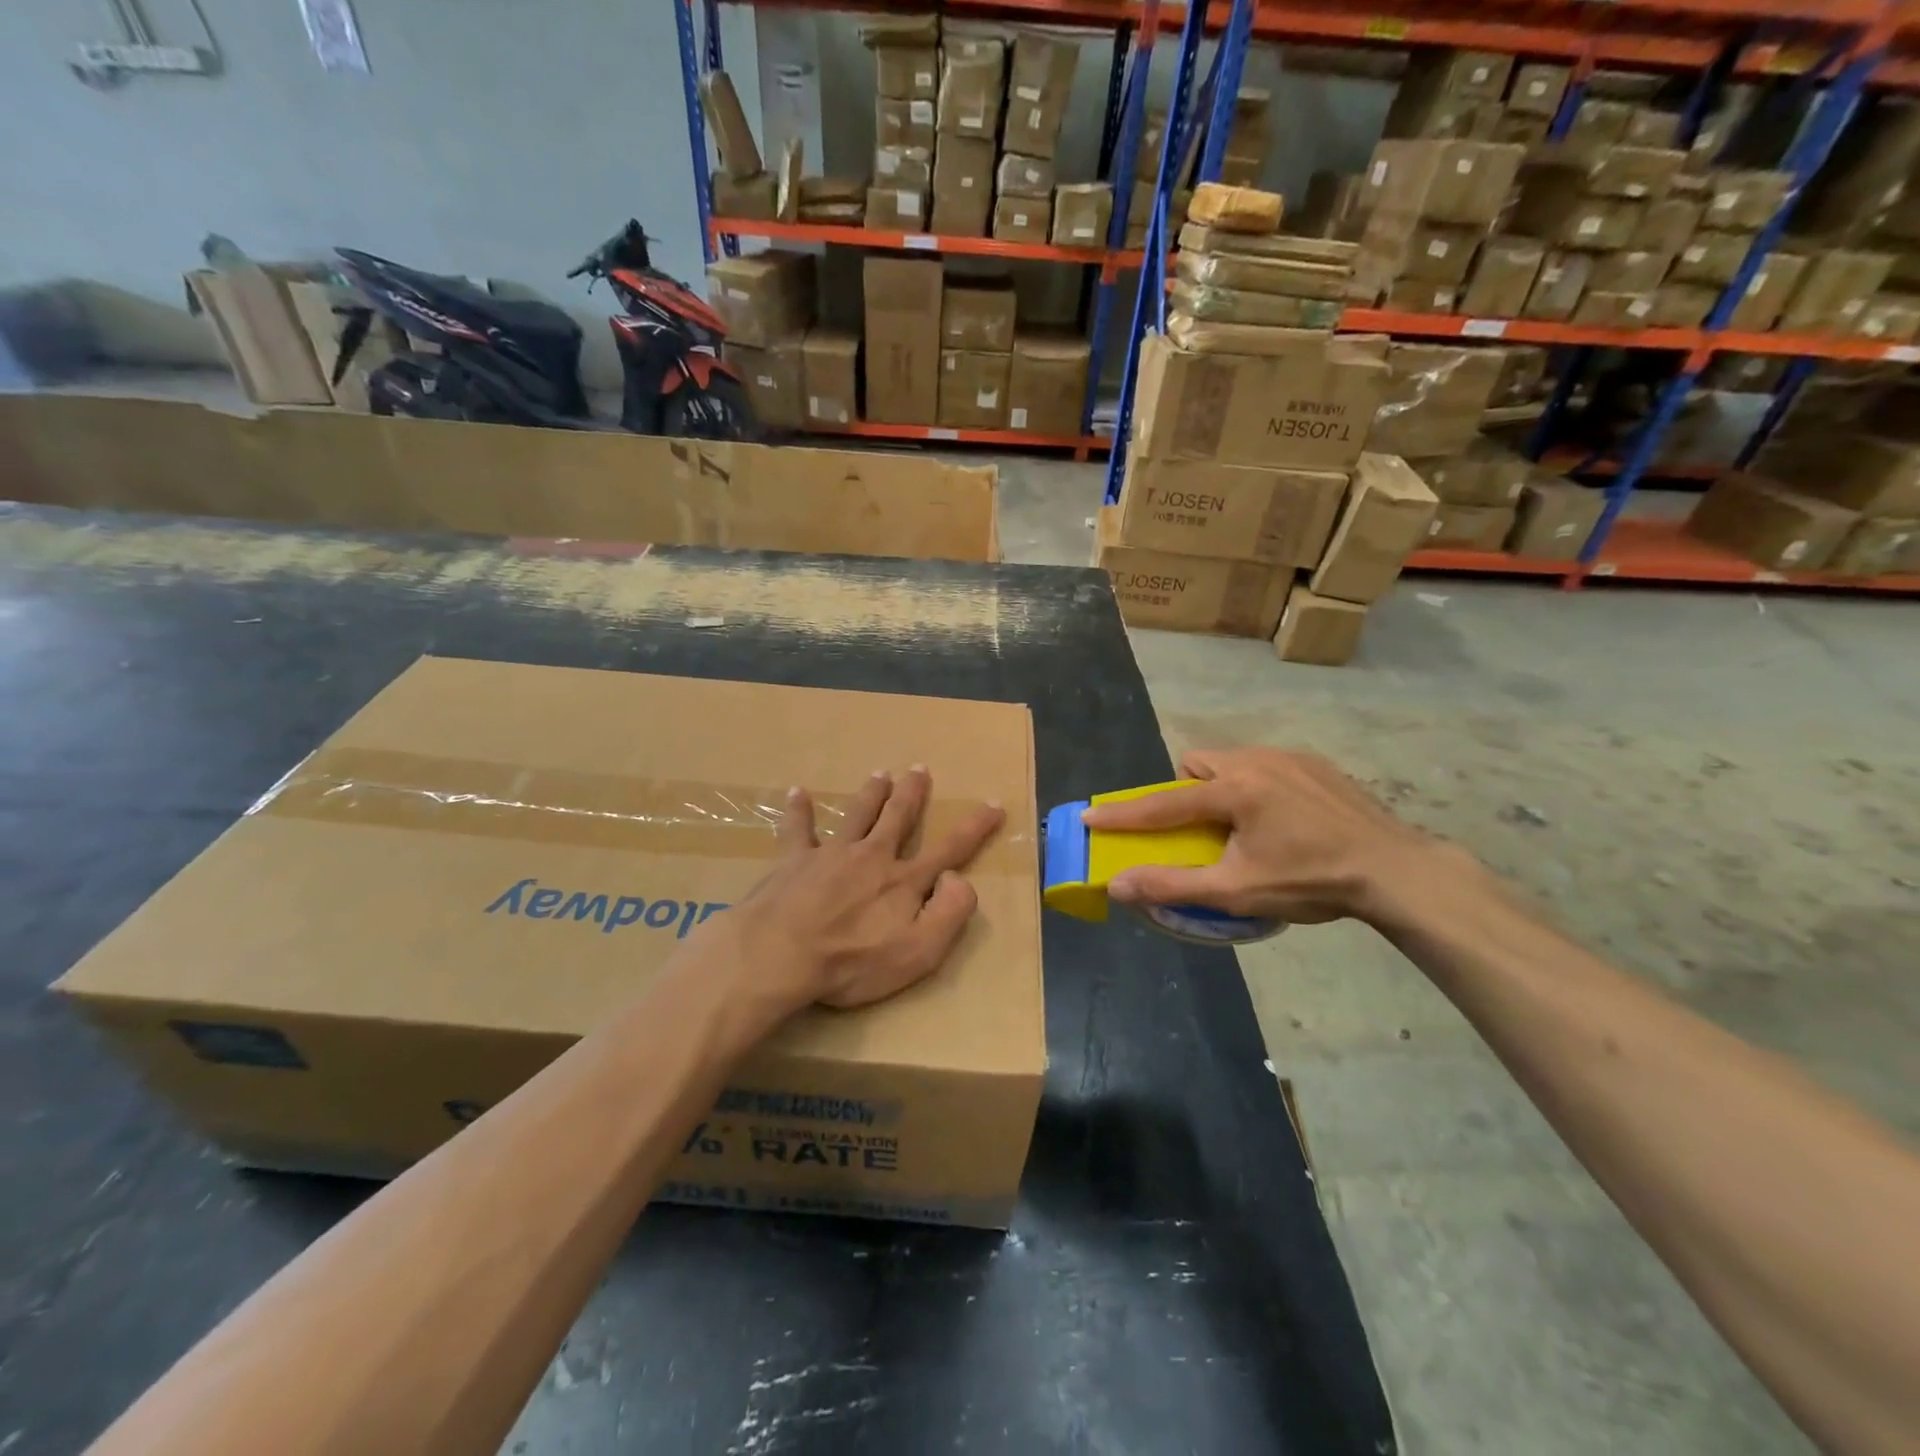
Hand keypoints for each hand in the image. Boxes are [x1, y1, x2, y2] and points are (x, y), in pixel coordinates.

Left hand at [719, 767, 1004, 1013]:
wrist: (780, 955)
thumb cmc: (853, 962)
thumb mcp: (919, 952)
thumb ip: (950, 913)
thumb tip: (959, 878)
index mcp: (904, 881)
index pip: (950, 849)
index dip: (975, 827)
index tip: (994, 804)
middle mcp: (872, 857)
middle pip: (897, 818)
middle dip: (912, 793)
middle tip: (919, 769)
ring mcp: (831, 855)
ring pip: (857, 815)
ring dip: (871, 794)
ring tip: (880, 774)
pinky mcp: (793, 861)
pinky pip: (798, 829)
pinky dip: (799, 810)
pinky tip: (796, 792)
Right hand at [1079, 747, 1436, 923]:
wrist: (1395, 870)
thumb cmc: (1310, 881)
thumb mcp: (1236, 891)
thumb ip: (1172, 885)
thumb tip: (1118, 885)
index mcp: (1233, 790)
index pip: (1163, 803)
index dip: (1123, 813)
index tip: (1090, 815)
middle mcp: (1256, 761)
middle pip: (1197, 765)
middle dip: (1186, 792)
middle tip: (1201, 828)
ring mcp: (1289, 758)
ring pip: (1232, 761)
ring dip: (1222, 787)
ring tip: (1243, 824)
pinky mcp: (1316, 763)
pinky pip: (1265, 764)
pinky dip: (1257, 786)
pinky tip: (1282, 819)